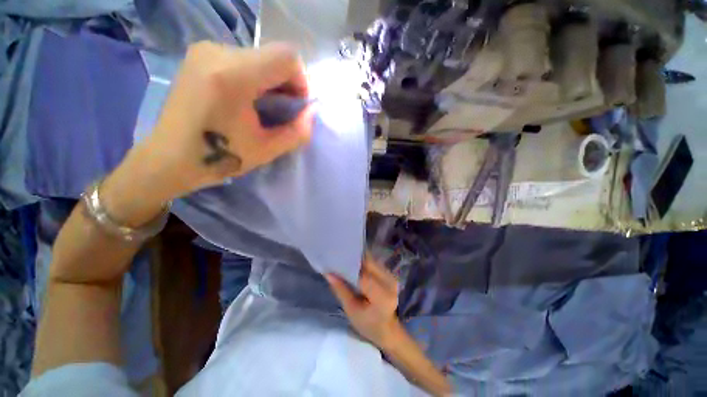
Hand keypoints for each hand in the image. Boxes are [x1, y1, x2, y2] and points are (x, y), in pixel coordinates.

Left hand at [101, 41, 313, 226]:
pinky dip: (255, 77)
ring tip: (262, 108)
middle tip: (281, 111)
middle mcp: (217, 51)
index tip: (296, 106)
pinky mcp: (199, 55)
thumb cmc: (220, 158)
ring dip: (271, 82)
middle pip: (273, 55)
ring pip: (259, 57)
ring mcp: (205, 50)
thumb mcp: (268, 150)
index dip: (301, 82)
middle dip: (286, 84)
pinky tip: (247, 99)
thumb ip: (298, 131)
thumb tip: (312, 112)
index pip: (287, 57)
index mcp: (233, 76)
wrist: (169, 157)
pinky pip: (243, 59)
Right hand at [326, 257, 400, 349]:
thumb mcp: (351, 310)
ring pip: (371, 261)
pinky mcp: (390, 274)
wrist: (388, 329)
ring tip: (345, 263)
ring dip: (359, 261)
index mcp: (382, 296)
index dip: (349, 268)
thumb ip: (341, 290)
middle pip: (369, 264)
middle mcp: (390, 282)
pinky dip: (364, 263)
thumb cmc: (368, 324)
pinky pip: (375, 263)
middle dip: (353, 260)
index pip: (363, 276)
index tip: (335, 264)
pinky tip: (356, 267)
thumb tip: (328, 274)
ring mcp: (392, 276)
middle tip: (339, 260)